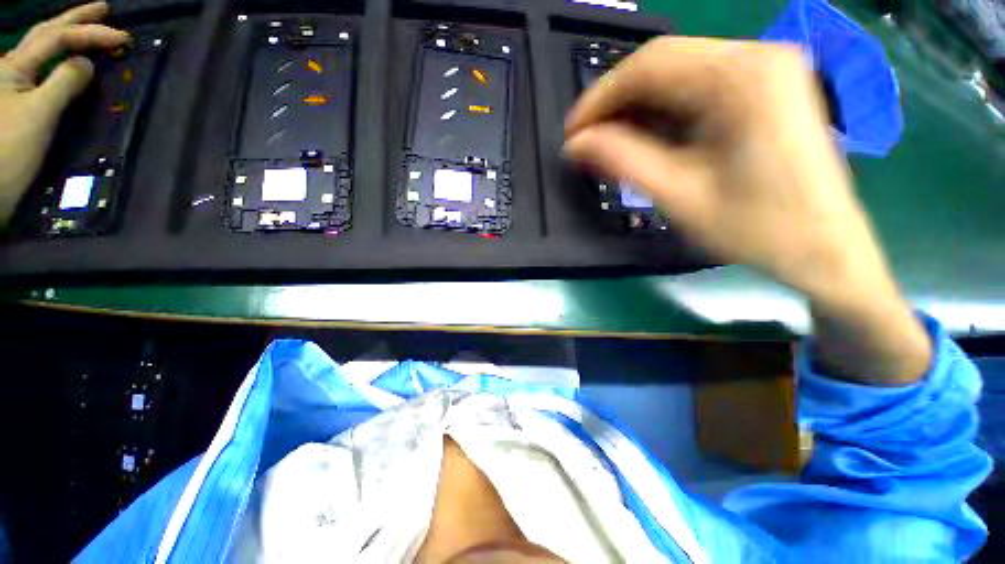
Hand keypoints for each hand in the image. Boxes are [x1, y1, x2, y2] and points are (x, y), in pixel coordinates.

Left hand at [0, 1, 129, 225]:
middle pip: (46, 35)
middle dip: (76, 20)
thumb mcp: (39, 115)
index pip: (56, 38)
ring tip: (89, 27)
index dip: (89, 33)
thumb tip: (88, 63)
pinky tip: (68, 57)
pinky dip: (60, 59)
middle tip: (105, 9)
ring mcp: (13, 86)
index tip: (123, 37)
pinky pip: (43, 71)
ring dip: (68, 36)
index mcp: (13, 66)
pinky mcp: (19, 104)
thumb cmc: (9, 151)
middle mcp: (11, 68)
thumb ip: (64, 83)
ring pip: (43, 51)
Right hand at [564, 37, 930, 383]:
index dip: (599, 98)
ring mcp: (766, 69)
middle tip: (586, 140)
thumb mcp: (678, 196)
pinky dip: (663, 110)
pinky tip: (646, 137)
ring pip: (679, 72)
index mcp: (742, 79)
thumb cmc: (756, 229)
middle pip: (664, 62)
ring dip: (637, 106)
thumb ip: (622, 161)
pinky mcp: (766, 88)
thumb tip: (575, 145)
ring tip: (609, 143)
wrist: (824, 248)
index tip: (571, 133)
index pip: (649, 66)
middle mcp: (757, 57)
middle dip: (615, 101)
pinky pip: (699, 86)